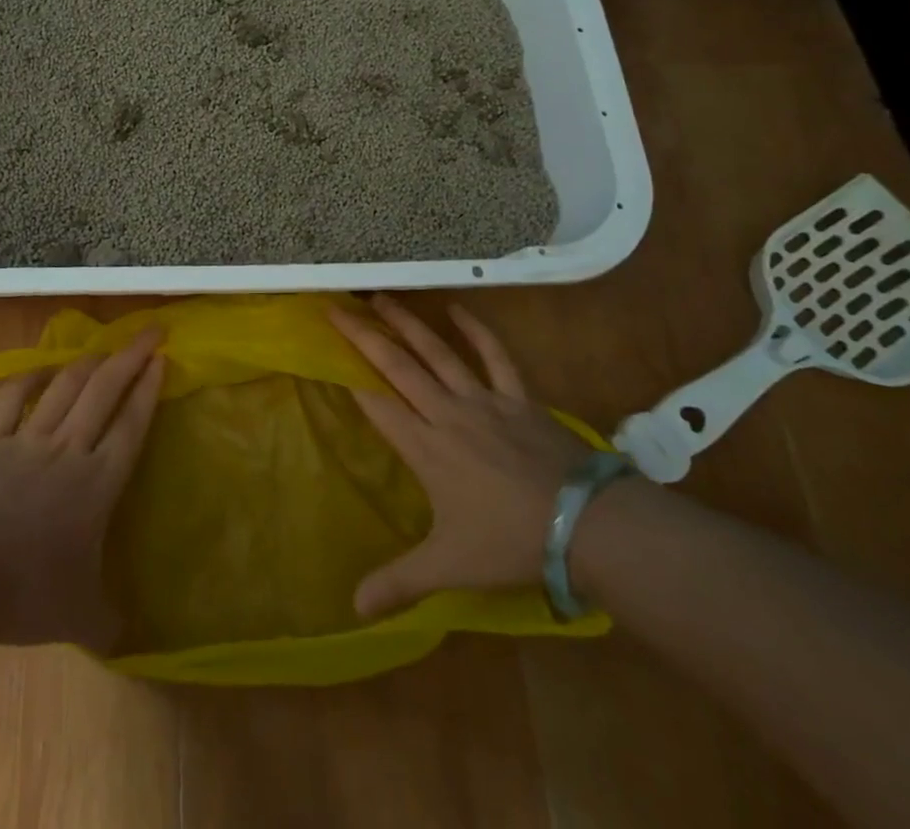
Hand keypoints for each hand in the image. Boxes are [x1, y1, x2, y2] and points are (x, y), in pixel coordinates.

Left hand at [0, 332, 165, 652]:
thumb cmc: (22, 593)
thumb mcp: (78, 618)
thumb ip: (108, 621)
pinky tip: (38, 371)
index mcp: (96, 483)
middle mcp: (67, 450)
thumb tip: (127, 638)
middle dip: (130, 357)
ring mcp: (25, 441)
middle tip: (150, 331)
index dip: (148, 389)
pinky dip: (27, 381)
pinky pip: (10, 400)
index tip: (162, 358)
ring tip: (103, 349)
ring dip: (87, 364)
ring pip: (64, 389)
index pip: (131, 425)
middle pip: (105, 392)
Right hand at [328, 295, 591, 617]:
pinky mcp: (518, 397)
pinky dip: (476, 331)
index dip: (350, 377)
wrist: (583, 525)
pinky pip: (495, 357)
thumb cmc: (509, 543)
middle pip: (398, 367)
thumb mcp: (449, 567)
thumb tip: (352, 610)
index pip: (377, 405)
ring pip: (437, 353)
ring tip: (382, 298)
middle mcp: (447, 415)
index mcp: (425, 449)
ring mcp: (484, 401)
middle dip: (364, 337)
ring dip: (407, 324)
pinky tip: (458, 310)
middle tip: (338, 308)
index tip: (326, 352)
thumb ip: (399, 583)